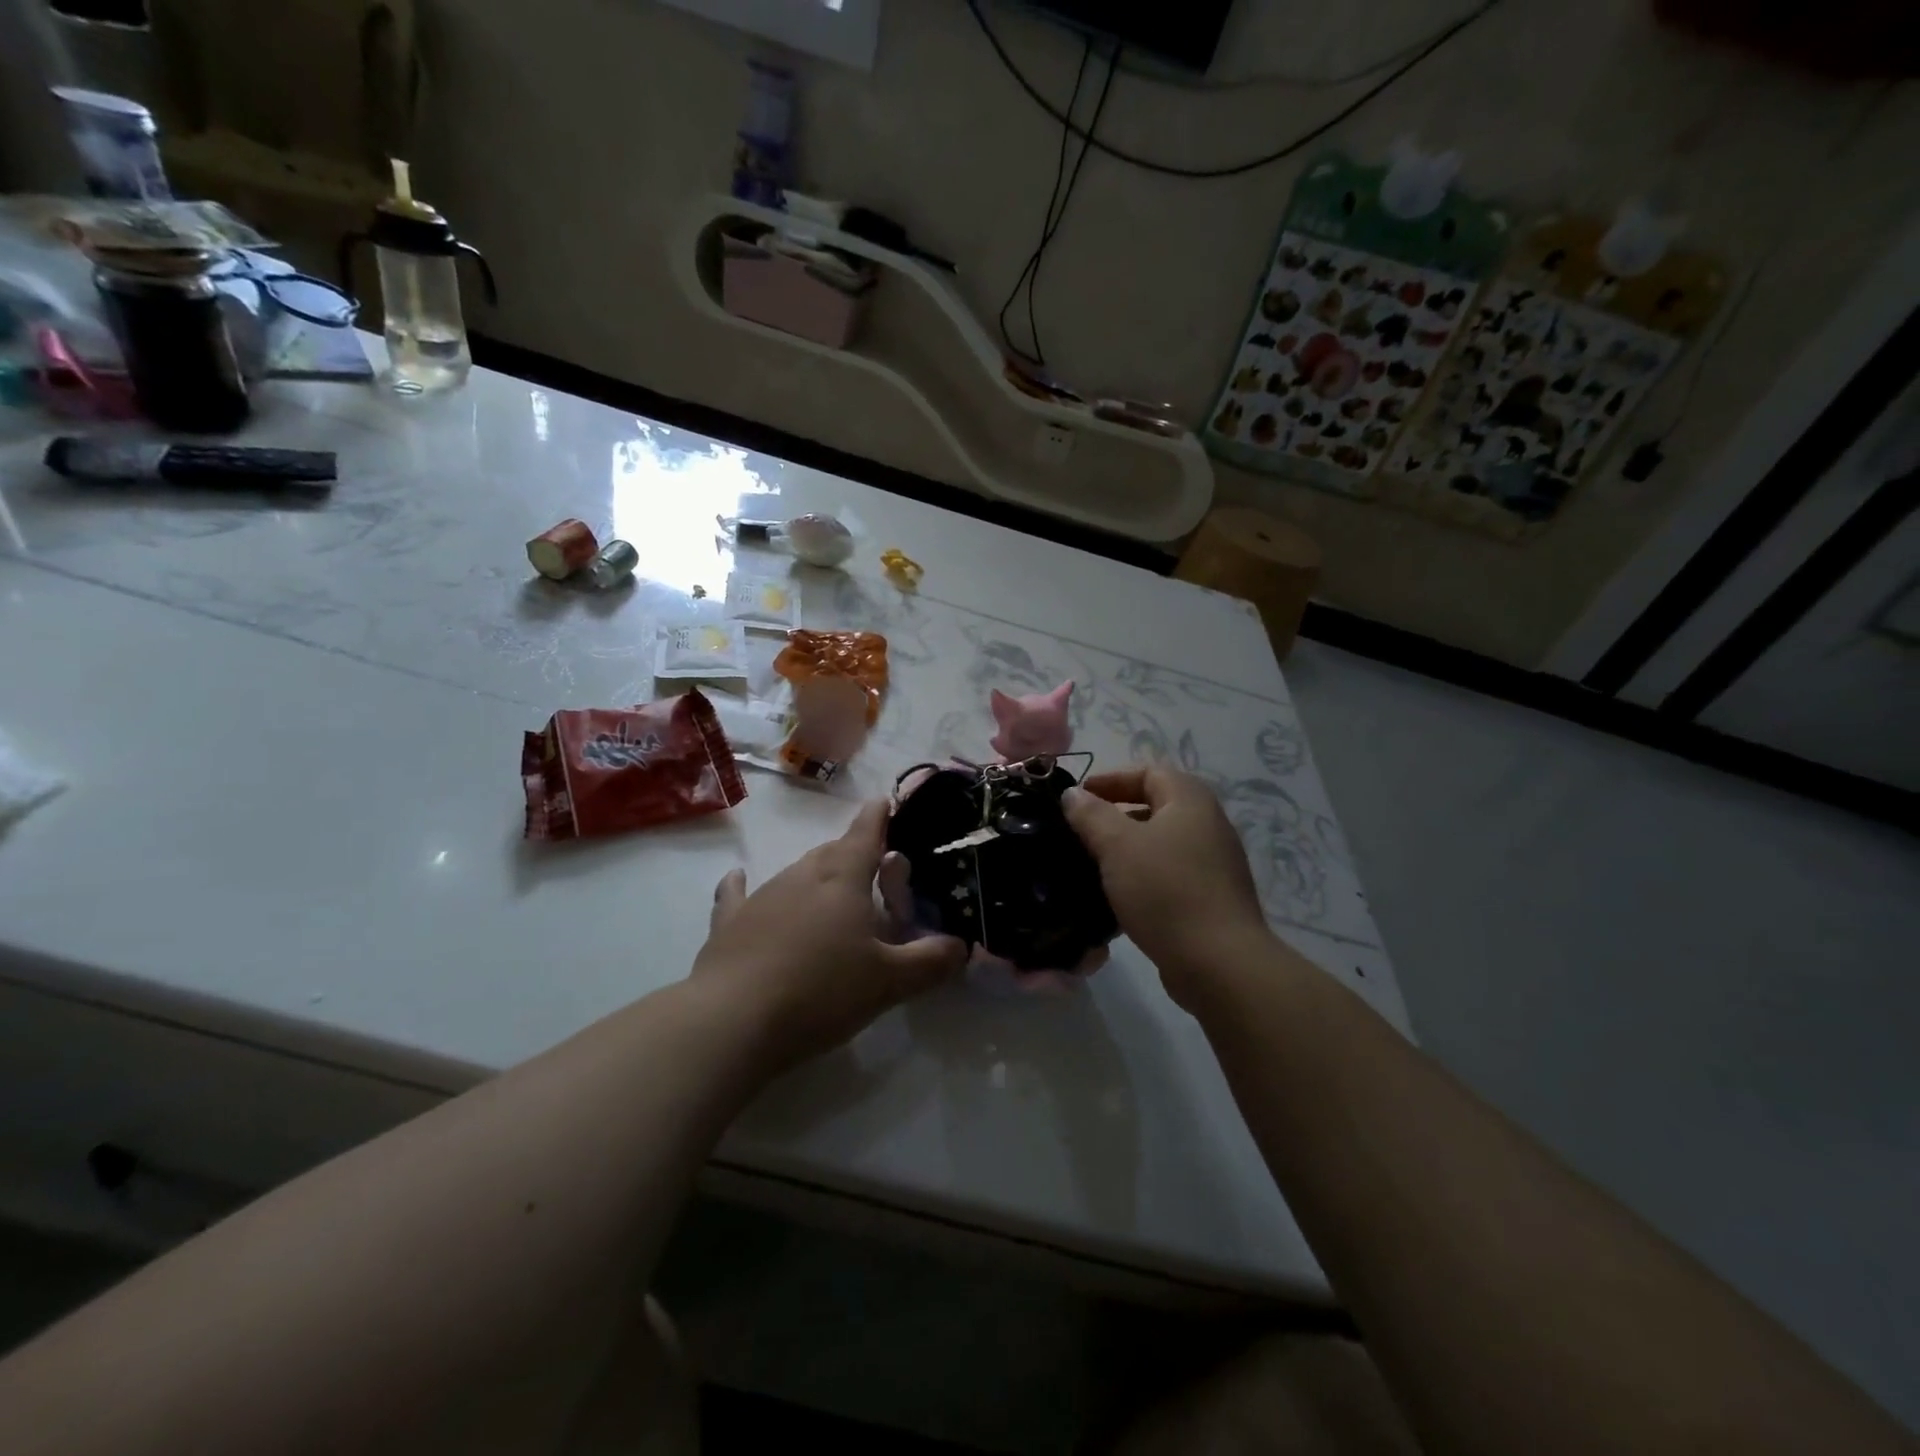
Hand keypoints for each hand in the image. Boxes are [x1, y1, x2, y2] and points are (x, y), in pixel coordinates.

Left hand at [693, 801, 967, 1069]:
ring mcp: (761, 895)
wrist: (733, 1021)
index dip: (879, 816)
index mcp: (843, 878)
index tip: (886, 801)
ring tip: (831, 895)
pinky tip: (738, 878)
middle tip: (874, 872)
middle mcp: (802, 875)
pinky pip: (737, 894)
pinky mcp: (729, 922)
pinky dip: (743, 885)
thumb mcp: (889, 982)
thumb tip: (961, 946)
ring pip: (796, 872)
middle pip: (832, 851)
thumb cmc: (822, 991)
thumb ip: (930, 961)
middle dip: (854, 853)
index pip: (866, 833)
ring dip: (816, 876)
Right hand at [1062, 765, 1274, 1010]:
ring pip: (1159, 843)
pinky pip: (1167, 874)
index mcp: (1190, 801)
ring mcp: (1212, 864)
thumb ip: (1091, 815)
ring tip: (1091, 864)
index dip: (1110, 779)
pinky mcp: (1209, 898)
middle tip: (1079, 831)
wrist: (1219, 963)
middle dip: (1114, 815)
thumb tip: (1072, 793)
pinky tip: (1115, 897)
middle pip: (1155, 805)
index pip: (1148, 772)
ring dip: (1125, 849)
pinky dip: (1140, 877)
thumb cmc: (1165, 891)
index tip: (1076, 798)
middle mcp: (1207, 825)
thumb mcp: (1118, 846)